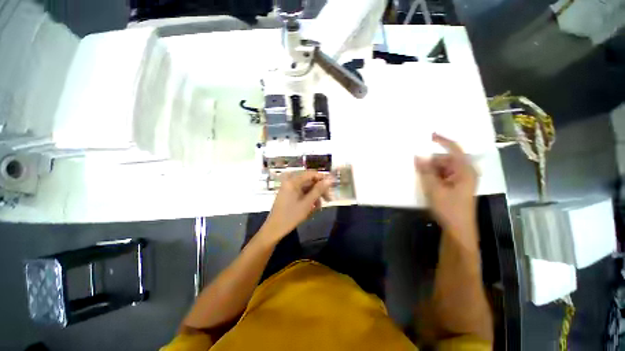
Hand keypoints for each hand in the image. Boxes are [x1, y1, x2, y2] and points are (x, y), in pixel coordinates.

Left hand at [260, 170, 331, 243]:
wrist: (274, 229)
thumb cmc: (291, 216)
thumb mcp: (307, 203)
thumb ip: (319, 190)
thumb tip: (330, 179)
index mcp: (293, 181)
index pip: (311, 174)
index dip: (322, 178)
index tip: (332, 186)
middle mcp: (290, 182)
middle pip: (309, 181)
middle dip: (319, 190)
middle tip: (328, 199)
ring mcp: (288, 188)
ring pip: (306, 188)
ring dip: (314, 196)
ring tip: (319, 207)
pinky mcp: (288, 195)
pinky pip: (301, 193)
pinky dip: (308, 199)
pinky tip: (312, 208)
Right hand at [415, 133, 477, 234]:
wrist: (458, 229)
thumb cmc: (449, 208)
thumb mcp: (434, 189)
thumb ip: (426, 171)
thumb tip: (418, 156)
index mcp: (465, 170)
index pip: (454, 149)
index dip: (442, 140)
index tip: (428, 135)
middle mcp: (465, 172)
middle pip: (445, 160)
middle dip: (431, 162)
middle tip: (417, 167)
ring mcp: (461, 180)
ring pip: (443, 168)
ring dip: (431, 171)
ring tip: (421, 178)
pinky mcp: (456, 186)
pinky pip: (443, 175)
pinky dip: (434, 176)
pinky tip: (427, 183)